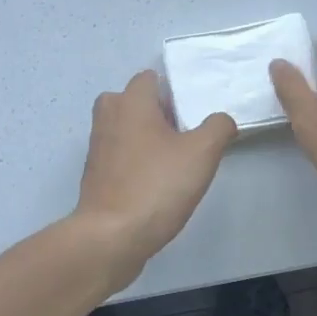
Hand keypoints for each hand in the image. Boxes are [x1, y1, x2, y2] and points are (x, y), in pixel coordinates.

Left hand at [74, 71, 235, 290]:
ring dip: (150, 139)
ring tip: (176, 163)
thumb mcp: (202, 154)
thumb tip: (221, 120)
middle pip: (138, 102)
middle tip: (188, 138)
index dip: (175, 92)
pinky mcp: (95, 173)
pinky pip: (121, 154)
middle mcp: (108, 115)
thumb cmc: (156, 186)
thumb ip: (219, 127)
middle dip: (162, 115)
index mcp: (130, 101)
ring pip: (129, 129)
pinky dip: (137, 161)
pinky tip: (157, 184)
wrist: (111, 237)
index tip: (194, 116)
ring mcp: (98, 145)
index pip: (151, 78)